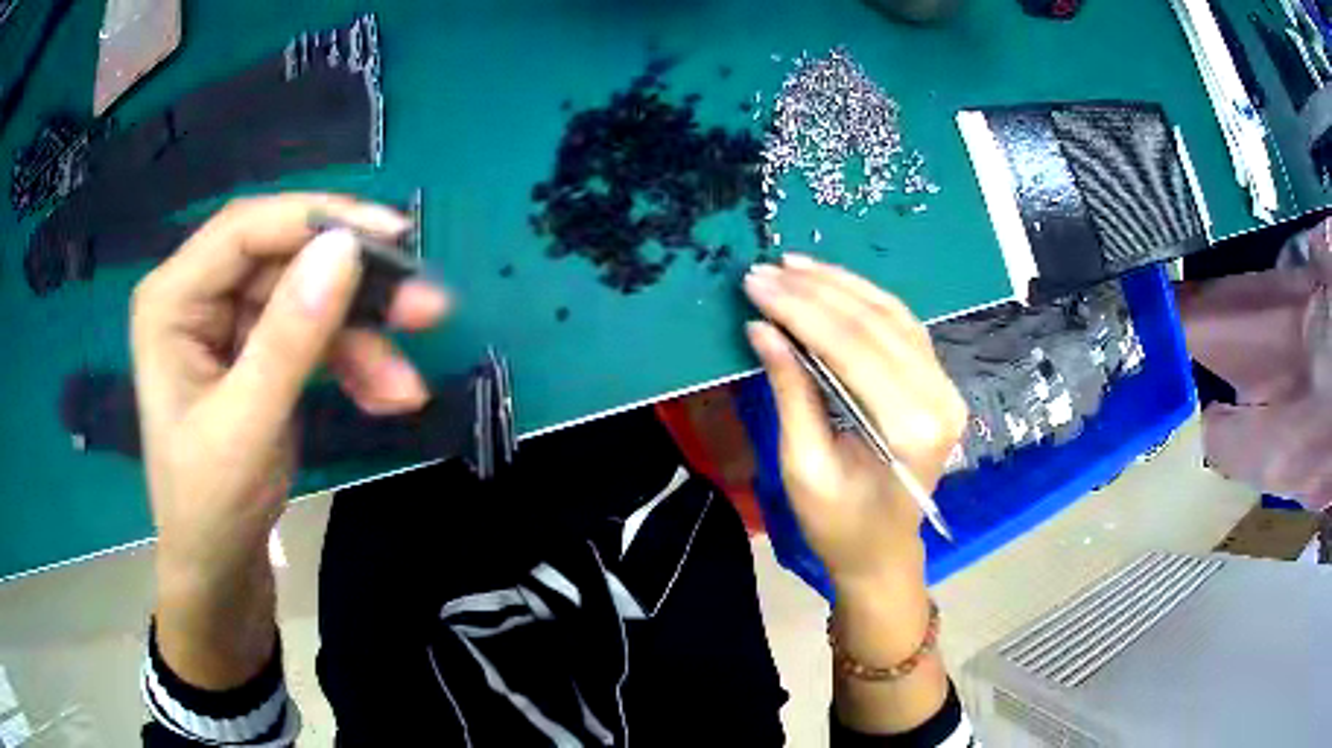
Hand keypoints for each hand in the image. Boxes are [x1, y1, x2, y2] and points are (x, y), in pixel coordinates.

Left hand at [132, 194, 448, 586]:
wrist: (219, 570)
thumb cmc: (211, 507)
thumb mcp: (246, 427)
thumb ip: (289, 339)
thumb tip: (345, 249)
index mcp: (172, 299)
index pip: (246, 229)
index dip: (318, 220)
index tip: (392, 238)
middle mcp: (199, 296)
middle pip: (286, 260)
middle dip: (354, 288)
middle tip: (424, 305)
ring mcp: (230, 323)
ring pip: (308, 298)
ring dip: (362, 337)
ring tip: (407, 384)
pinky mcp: (259, 350)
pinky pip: (314, 335)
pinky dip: (353, 362)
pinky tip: (387, 396)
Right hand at [743, 254, 965, 590]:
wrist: (882, 552)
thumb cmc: (838, 526)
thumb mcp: (803, 467)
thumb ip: (790, 392)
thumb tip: (762, 328)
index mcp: (909, 428)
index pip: (852, 348)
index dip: (800, 310)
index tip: (756, 284)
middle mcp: (938, 397)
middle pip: (874, 324)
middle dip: (815, 291)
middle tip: (765, 269)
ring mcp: (944, 387)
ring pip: (892, 314)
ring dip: (840, 284)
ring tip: (793, 265)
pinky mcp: (938, 383)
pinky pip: (902, 326)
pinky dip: (864, 299)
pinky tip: (831, 283)